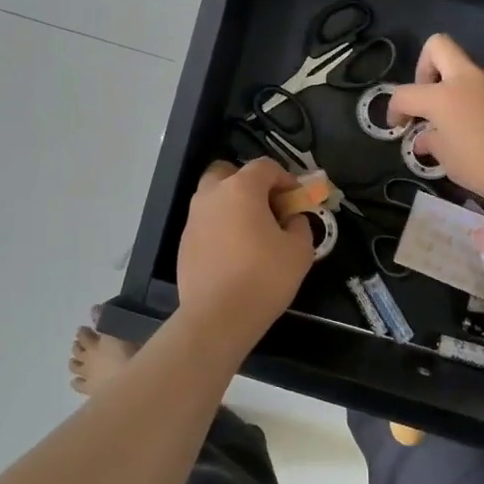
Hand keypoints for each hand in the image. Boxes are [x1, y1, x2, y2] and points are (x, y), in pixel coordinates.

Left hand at [176, 158, 314, 347]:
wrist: (217, 317)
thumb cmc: (263, 277)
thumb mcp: (299, 250)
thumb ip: (299, 225)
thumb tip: (291, 219)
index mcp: (241, 188)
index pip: (265, 166)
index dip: (285, 178)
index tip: (296, 199)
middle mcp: (212, 195)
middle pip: (229, 173)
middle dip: (249, 183)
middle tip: (267, 207)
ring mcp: (193, 219)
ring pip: (214, 198)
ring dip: (232, 205)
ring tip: (252, 232)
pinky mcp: (184, 242)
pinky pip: (206, 223)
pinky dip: (220, 228)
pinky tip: (234, 254)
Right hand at [388, 35, 483, 208]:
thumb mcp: (451, 163)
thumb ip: (433, 143)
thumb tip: (424, 137)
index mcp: (443, 97)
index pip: (406, 94)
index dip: (395, 108)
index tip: (400, 125)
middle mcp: (469, 78)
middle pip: (439, 46)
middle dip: (426, 65)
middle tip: (431, 94)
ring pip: (473, 72)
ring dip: (465, 90)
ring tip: (474, 123)